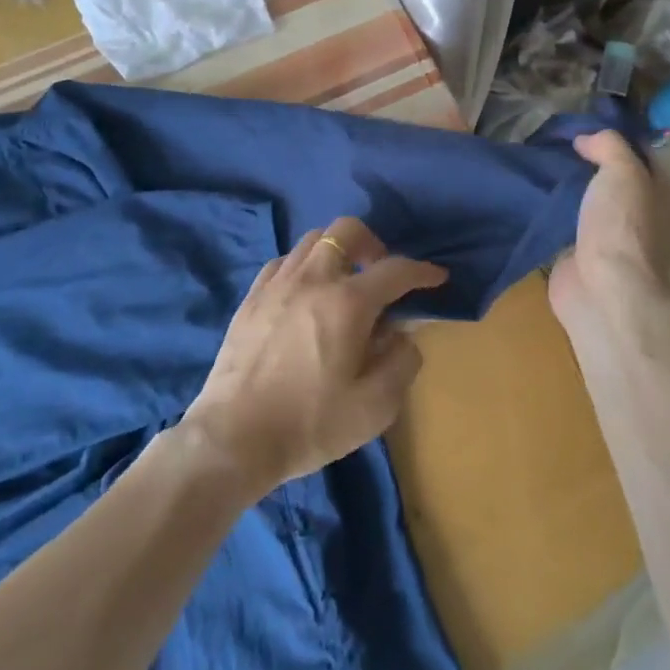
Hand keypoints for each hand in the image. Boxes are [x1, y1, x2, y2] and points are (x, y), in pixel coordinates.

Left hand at [182, 217, 445, 497]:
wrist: (233, 439)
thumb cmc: (310, 423)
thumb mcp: (375, 407)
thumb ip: (401, 363)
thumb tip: (402, 335)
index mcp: (348, 303)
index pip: (395, 270)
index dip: (421, 271)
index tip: (436, 277)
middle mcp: (313, 279)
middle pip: (347, 231)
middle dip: (373, 243)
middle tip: (380, 273)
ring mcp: (277, 284)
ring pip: (312, 240)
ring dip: (337, 252)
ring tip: (343, 282)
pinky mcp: (251, 297)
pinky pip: (283, 262)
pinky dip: (304, 266)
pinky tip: (305, 294)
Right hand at [549, 130, 669, 334]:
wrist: (602, 287)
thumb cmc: (623, 225)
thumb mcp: (623, 170)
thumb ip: (609, 144)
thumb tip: (585, 139)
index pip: (647, 158)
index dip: (618, 141)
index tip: (586, 129)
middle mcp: (653, 221)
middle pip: (620, 182)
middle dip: (592, 165)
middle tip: (562, 146)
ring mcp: (621, 243)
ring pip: (596, 204)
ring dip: (575, 190)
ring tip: (547, 167)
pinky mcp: (591, 258)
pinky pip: (575, 225)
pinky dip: (560, 213)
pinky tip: (541, 196)